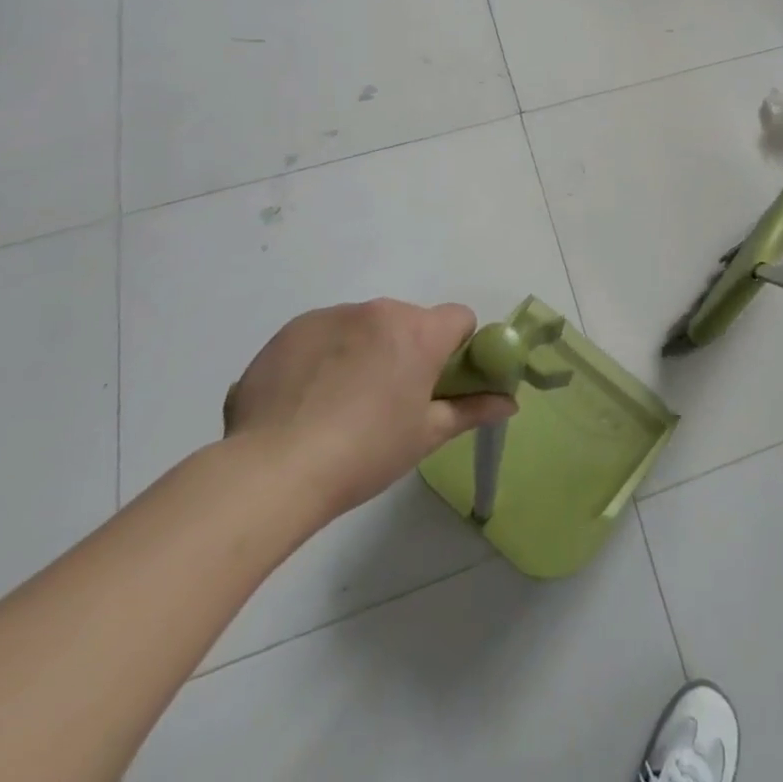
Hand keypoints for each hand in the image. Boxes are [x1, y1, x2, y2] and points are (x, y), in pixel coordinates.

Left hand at [222, 299, 515, 520]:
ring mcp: (333, 315)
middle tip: (387, 401)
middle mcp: (380, 311)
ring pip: (364, 326)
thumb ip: (472, 410)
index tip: (437, 383)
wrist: (272, 470)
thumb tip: (510, 403)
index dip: (456, 348)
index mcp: (420, 332)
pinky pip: (323, 334)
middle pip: (409, 322)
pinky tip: (305, 399)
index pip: (459, 318)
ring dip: (364, 351)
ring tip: (338, 404)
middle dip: (406, 351)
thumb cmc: (364, 453)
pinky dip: (324, 356)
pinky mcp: (292, 328)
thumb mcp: (425, 436)